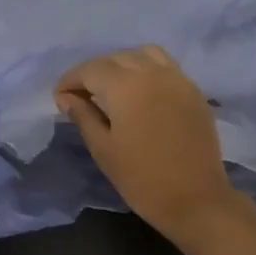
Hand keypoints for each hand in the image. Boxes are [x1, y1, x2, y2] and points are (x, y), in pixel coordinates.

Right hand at [55, 47, 254, 244]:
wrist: (196, 199)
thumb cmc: (141, 178)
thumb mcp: (103, 148)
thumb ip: (83, 116)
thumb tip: (66, 97)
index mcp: (125, 86)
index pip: (90, 69)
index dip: (70, 80)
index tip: (60, 98)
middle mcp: (152, 72)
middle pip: (115, 59)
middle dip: (94, 72)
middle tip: (82, 96)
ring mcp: (177, 79)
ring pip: (143, 55)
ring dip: (122, 65)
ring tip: (113, 89)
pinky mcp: (193, 91)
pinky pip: (165, 66)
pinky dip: (147, 69)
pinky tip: (141, 93)